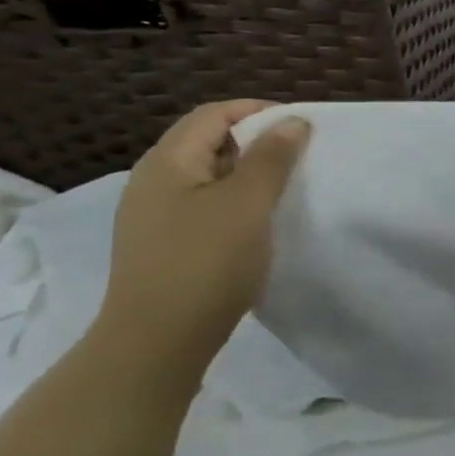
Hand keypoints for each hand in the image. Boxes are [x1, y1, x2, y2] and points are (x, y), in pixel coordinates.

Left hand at [94, 101, 310, 380]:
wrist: (156, 344)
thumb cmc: (205, 262)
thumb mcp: (248, 203)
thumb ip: (272, 158)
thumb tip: (293, 121)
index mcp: (167, 162)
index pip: (213, 114)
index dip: (258, 111)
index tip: (301, 126)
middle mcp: (153, 182)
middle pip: (209, 142)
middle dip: (257, 142)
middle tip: (300, 156)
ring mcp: (154, 216)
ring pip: (209, 176)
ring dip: (249, 174)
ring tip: (286, 188)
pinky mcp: (164, 245)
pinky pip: (205, 206)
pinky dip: (236, 202)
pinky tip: (259, 223)